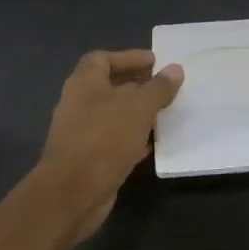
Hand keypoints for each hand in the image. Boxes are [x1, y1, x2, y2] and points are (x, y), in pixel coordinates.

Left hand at [37, 49, 182, 241]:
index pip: (103, 59)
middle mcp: (80, 104)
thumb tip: (175, 69)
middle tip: (166, 87)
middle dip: (138, 85)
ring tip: (166, 113)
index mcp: (84, 84)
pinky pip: (115, 140)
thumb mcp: (138, 108)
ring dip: (138, 113)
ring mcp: (83, 132)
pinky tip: (154, 143)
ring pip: (115, 115)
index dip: (128, 57)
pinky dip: (134, 138)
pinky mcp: (90, 158)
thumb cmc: (104, 139)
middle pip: (110, 87)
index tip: (155, 62)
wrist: (73, 192)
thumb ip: (158, 88)